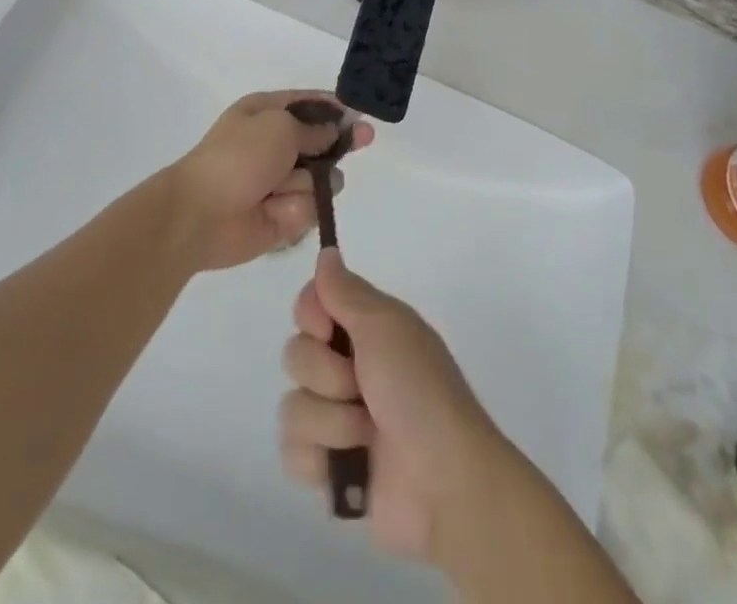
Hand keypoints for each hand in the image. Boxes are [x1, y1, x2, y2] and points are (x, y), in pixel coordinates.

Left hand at [168, 91, 373, 271]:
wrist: (201, 214)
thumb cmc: (238, 157)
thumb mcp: (279, 126)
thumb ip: (314, 128)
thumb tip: (336, 129)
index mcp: (266, 113)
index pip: (308, 104)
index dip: (334, 107)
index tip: (358, 112)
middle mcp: (276, 144)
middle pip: (323, 141)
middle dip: (339, 142)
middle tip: (364, 139)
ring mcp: (281, 182)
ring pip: (322, 177)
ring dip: (308, 182)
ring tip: (280, 188)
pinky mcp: (285, 215)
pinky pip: (311, 207)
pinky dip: (297, 208)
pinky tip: (277, 211)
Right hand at [278, 251, 505, 563]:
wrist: (445, 484)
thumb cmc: (419, 392)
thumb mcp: (387, 327)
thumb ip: (347, 291)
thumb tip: (326, 251)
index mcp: (365, 330)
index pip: (310, 304)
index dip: (311, 316)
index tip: (329, 330)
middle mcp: (347, 368)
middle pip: (295, 354)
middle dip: (325, 375)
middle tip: (361, 387)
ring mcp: (336, 421)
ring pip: (291, 406)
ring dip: (330, 422)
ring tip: (365, 434)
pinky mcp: (328, 470)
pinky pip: (291, 453)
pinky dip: (319, 460)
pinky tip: (348, 467)